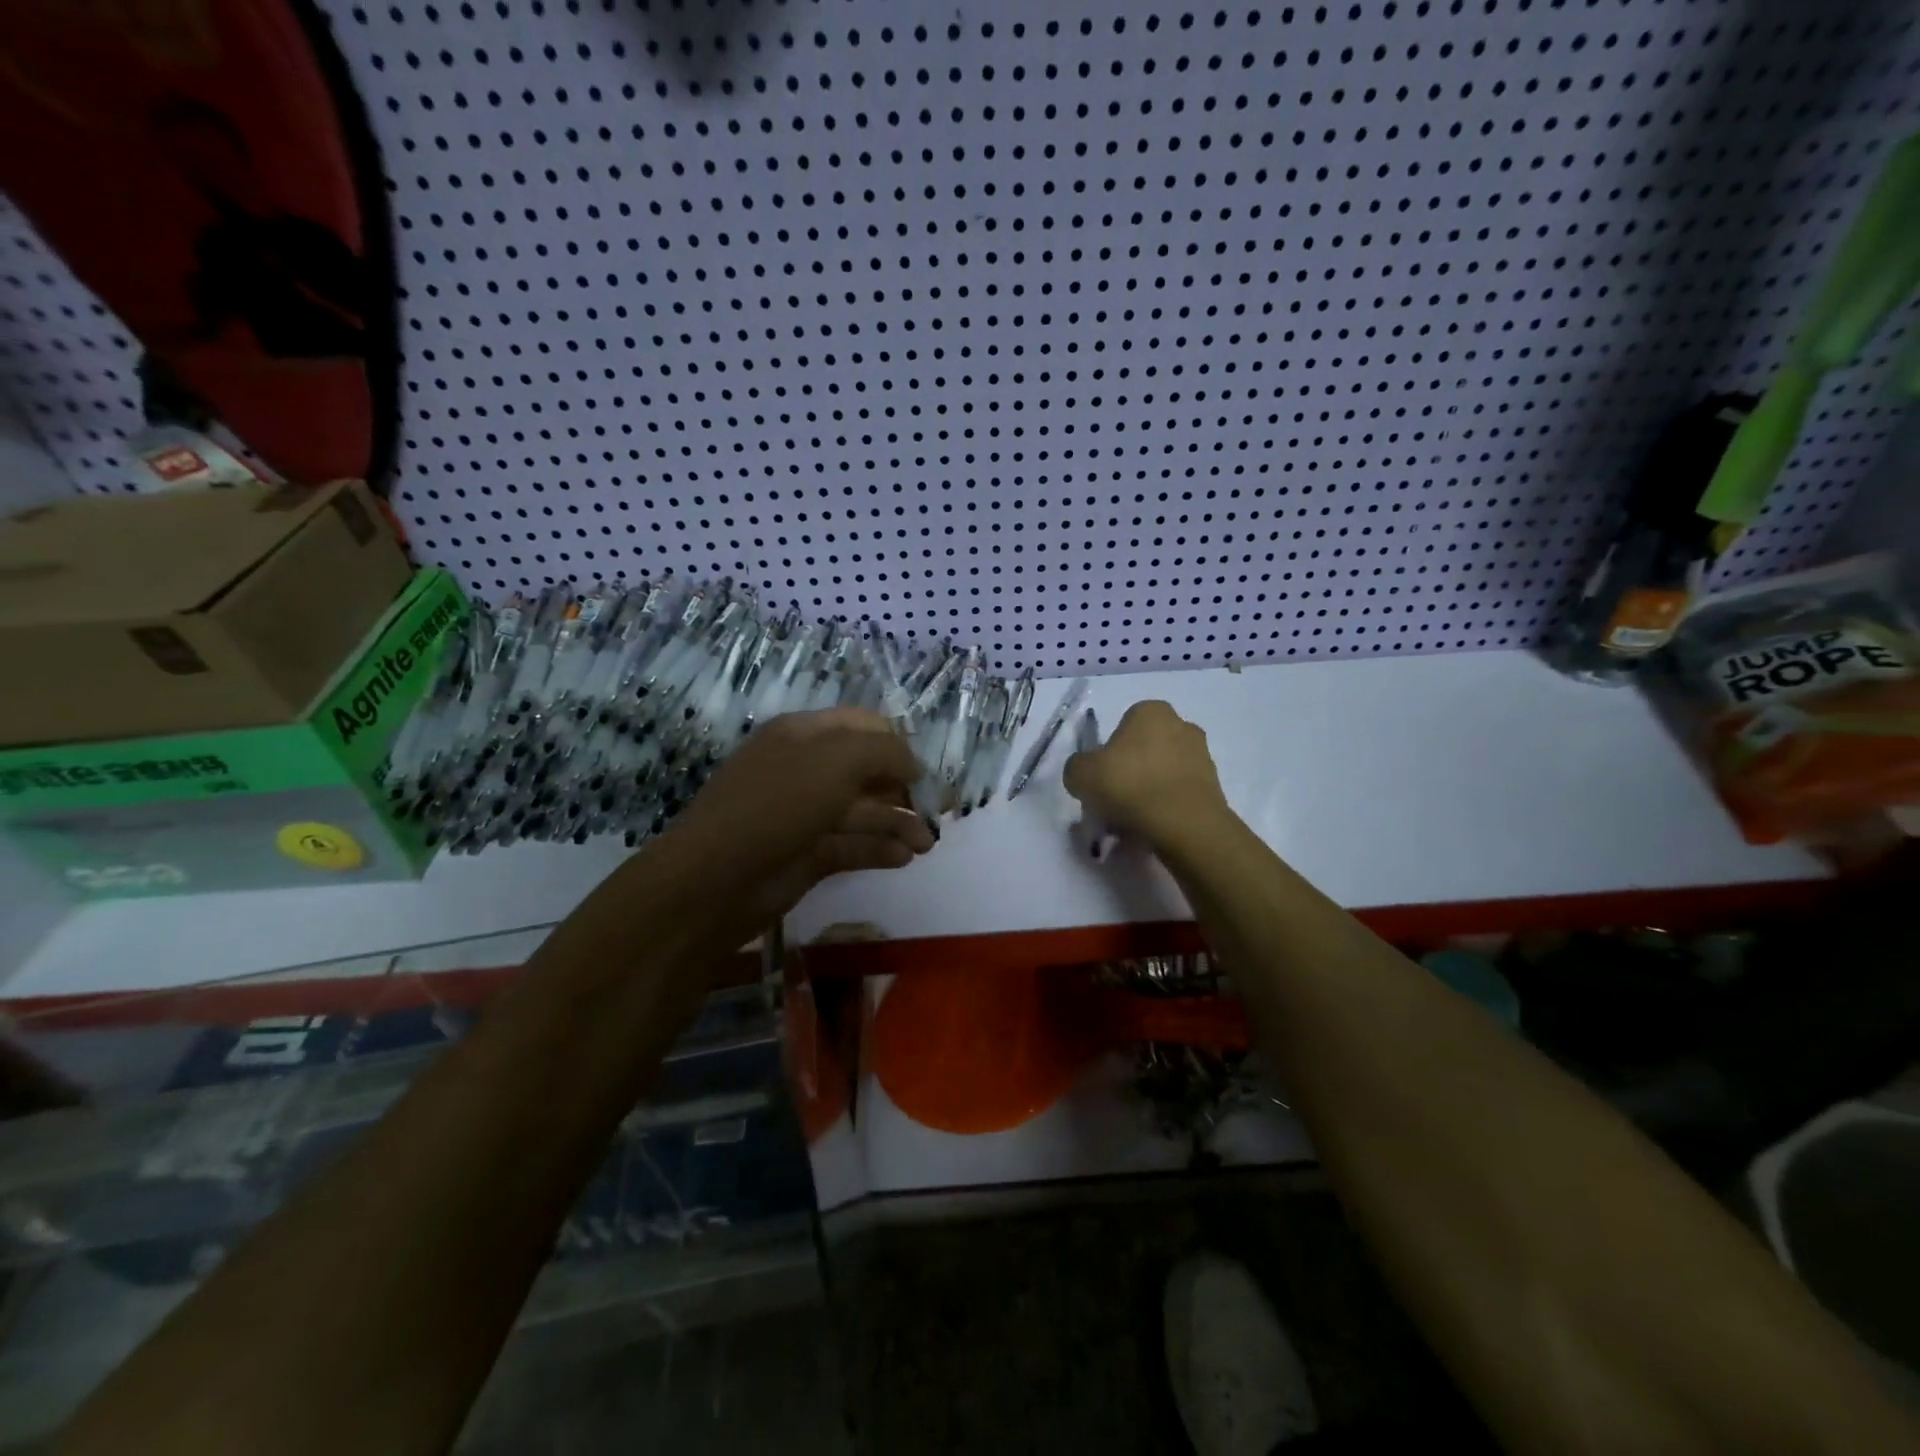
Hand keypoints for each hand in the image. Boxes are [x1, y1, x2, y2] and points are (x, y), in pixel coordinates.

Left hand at [662, 708, 934, 922]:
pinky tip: (905, 858)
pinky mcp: (806, 854)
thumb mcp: (838, 760)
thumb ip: (886, 752)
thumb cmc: (779, 803)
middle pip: (868, 771)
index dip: (901, 744)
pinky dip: (879, 849)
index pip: (865, 726)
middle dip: (906, 788)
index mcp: (805, 734)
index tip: (931, 772)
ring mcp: (804, 813)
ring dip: (899, 823)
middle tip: (942, 811)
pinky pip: (851, 845)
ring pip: (863, 811)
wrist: (716, 880)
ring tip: (928, 845)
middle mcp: (806, 769)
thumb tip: (915, 766)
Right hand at [1063, 700, 1230, 846]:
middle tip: (1114, 800)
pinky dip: (1166, 806)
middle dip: (1131, 771)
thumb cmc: (1129, 786)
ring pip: (1163, 772)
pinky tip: (1153, 827)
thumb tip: (1085, 773)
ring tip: (1132, 821)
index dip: (1108, 754)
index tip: (1102, 779)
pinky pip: (1179, 793)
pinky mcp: (1214, 786)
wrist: (1184, 824)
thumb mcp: (1081, 775)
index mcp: (1150, 711)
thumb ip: (1077, 767)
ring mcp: (1202, 755)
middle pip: (1145, 749)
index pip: (1122, 726)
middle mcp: (1181, 724)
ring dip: (1148, 790)